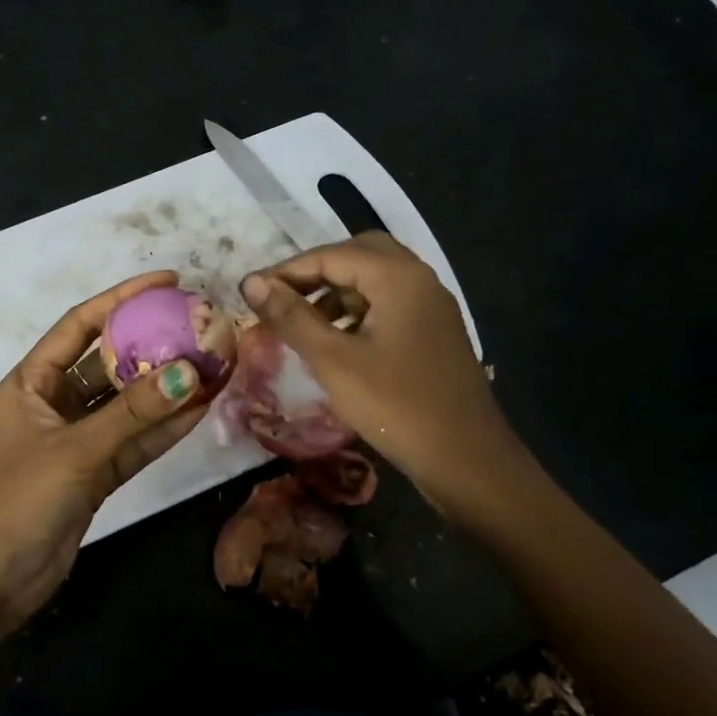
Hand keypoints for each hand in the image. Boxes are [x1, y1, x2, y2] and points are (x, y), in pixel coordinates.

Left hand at [0, 272, 210, 632]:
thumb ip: (133, 414)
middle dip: (152, 344)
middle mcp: (56, 402)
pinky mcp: (96, 473)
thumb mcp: (76, 450)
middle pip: (110, 361)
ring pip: (129, 403)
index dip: (122, 298)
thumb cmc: (18, 500)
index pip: (81, 324)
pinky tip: (201, 408)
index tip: (167, 281)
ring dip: (166, 388)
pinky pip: (136, 440)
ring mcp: (78, 438)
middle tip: (199, 325)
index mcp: (33, 382)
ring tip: (213, 363)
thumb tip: (191, 373)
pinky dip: (165, 428)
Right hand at [241, 233, 517, 511]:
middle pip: (359, 255)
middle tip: (282, 298)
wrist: (466, 460)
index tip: (250, 292)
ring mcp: (431, 307)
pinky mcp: (434, 333)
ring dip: (336, 292)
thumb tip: (251, 282)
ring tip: (302, 322)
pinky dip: (358, 312)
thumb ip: (291, 316)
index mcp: (398, 278)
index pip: (332, 255)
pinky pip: (389, 305)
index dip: (286, 271)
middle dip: (316, 272)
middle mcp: (419, 280)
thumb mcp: (333, 360)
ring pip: (376, 281)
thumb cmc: (395, 407)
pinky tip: (337, 342)